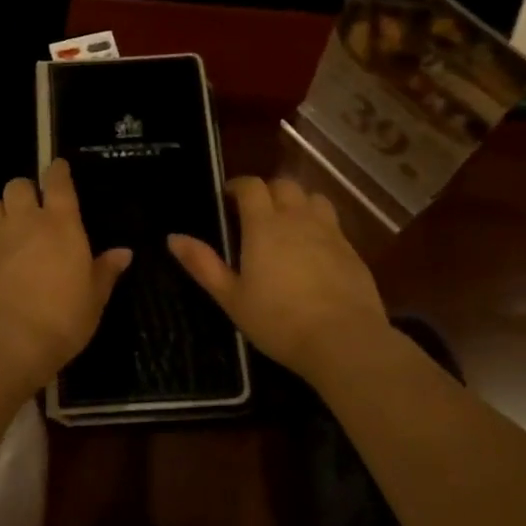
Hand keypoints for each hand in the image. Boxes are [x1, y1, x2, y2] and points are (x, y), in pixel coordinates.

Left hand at [0, 159, 131, 387]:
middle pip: (18, 185)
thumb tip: (123, 252)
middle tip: (36, 209)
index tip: (59, 169)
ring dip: (3, 210)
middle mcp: (25, 222)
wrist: (1, 345)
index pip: (57, 182)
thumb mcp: (93, 300)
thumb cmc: (59, 321)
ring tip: (13, 230)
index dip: (58, 171)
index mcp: (60, 225)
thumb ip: (105, 272)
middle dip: (26, 190)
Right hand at [169, 176, 389, 383]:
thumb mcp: (231, 298)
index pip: (252, 186)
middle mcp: (298, 219)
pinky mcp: (352, 250)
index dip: (238, 186)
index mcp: (264, 225)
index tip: (227, 198)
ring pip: (313, 198)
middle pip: (284, 185)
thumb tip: (173, 238)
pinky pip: (333, 223)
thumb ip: (203, 264)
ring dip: (297, 202)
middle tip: (254, 212)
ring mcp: (330, 232)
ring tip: (287, 223)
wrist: (343, 340)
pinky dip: (318, 225)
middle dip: (267, 191)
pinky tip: (313, 250)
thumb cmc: (278, 321)